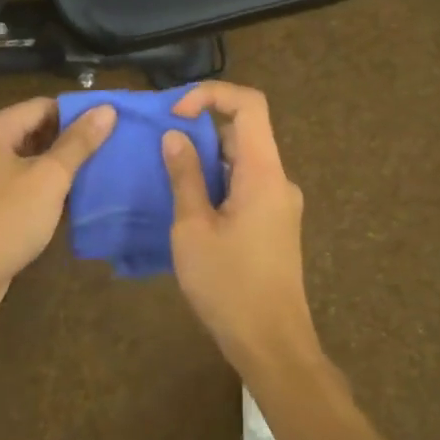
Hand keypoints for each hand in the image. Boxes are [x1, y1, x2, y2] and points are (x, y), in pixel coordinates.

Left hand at [0, 96, 115, 333]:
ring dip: (51, 167)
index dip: (75, 114)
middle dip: (65, 142)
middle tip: (103, 152)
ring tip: (89, 175)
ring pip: (20, 161)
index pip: (39, 107)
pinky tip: (60, 202)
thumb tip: (107, 109)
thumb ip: (78, 143)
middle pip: (28, 131)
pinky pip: (9, 185)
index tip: (107, 127)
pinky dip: (34, 188)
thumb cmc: (5, 220)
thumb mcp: (49, 179)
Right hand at [162, 82, 322, 382]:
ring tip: (167, 178)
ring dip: (206, 159)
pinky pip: (245, 185)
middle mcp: (278, 179)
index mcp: (263, 172)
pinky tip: (188, 206)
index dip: (211, 95)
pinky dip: (217, 182)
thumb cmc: (229, 286)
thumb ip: (185, 177)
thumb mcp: (193, 228)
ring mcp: (279, 203)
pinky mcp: (274, 223)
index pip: (249, 104)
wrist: (272, 344)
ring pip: (242, 160)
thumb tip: (175, 137)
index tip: (175, 115)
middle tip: (159, 148)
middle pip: (243, 131)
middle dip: (200, 130)